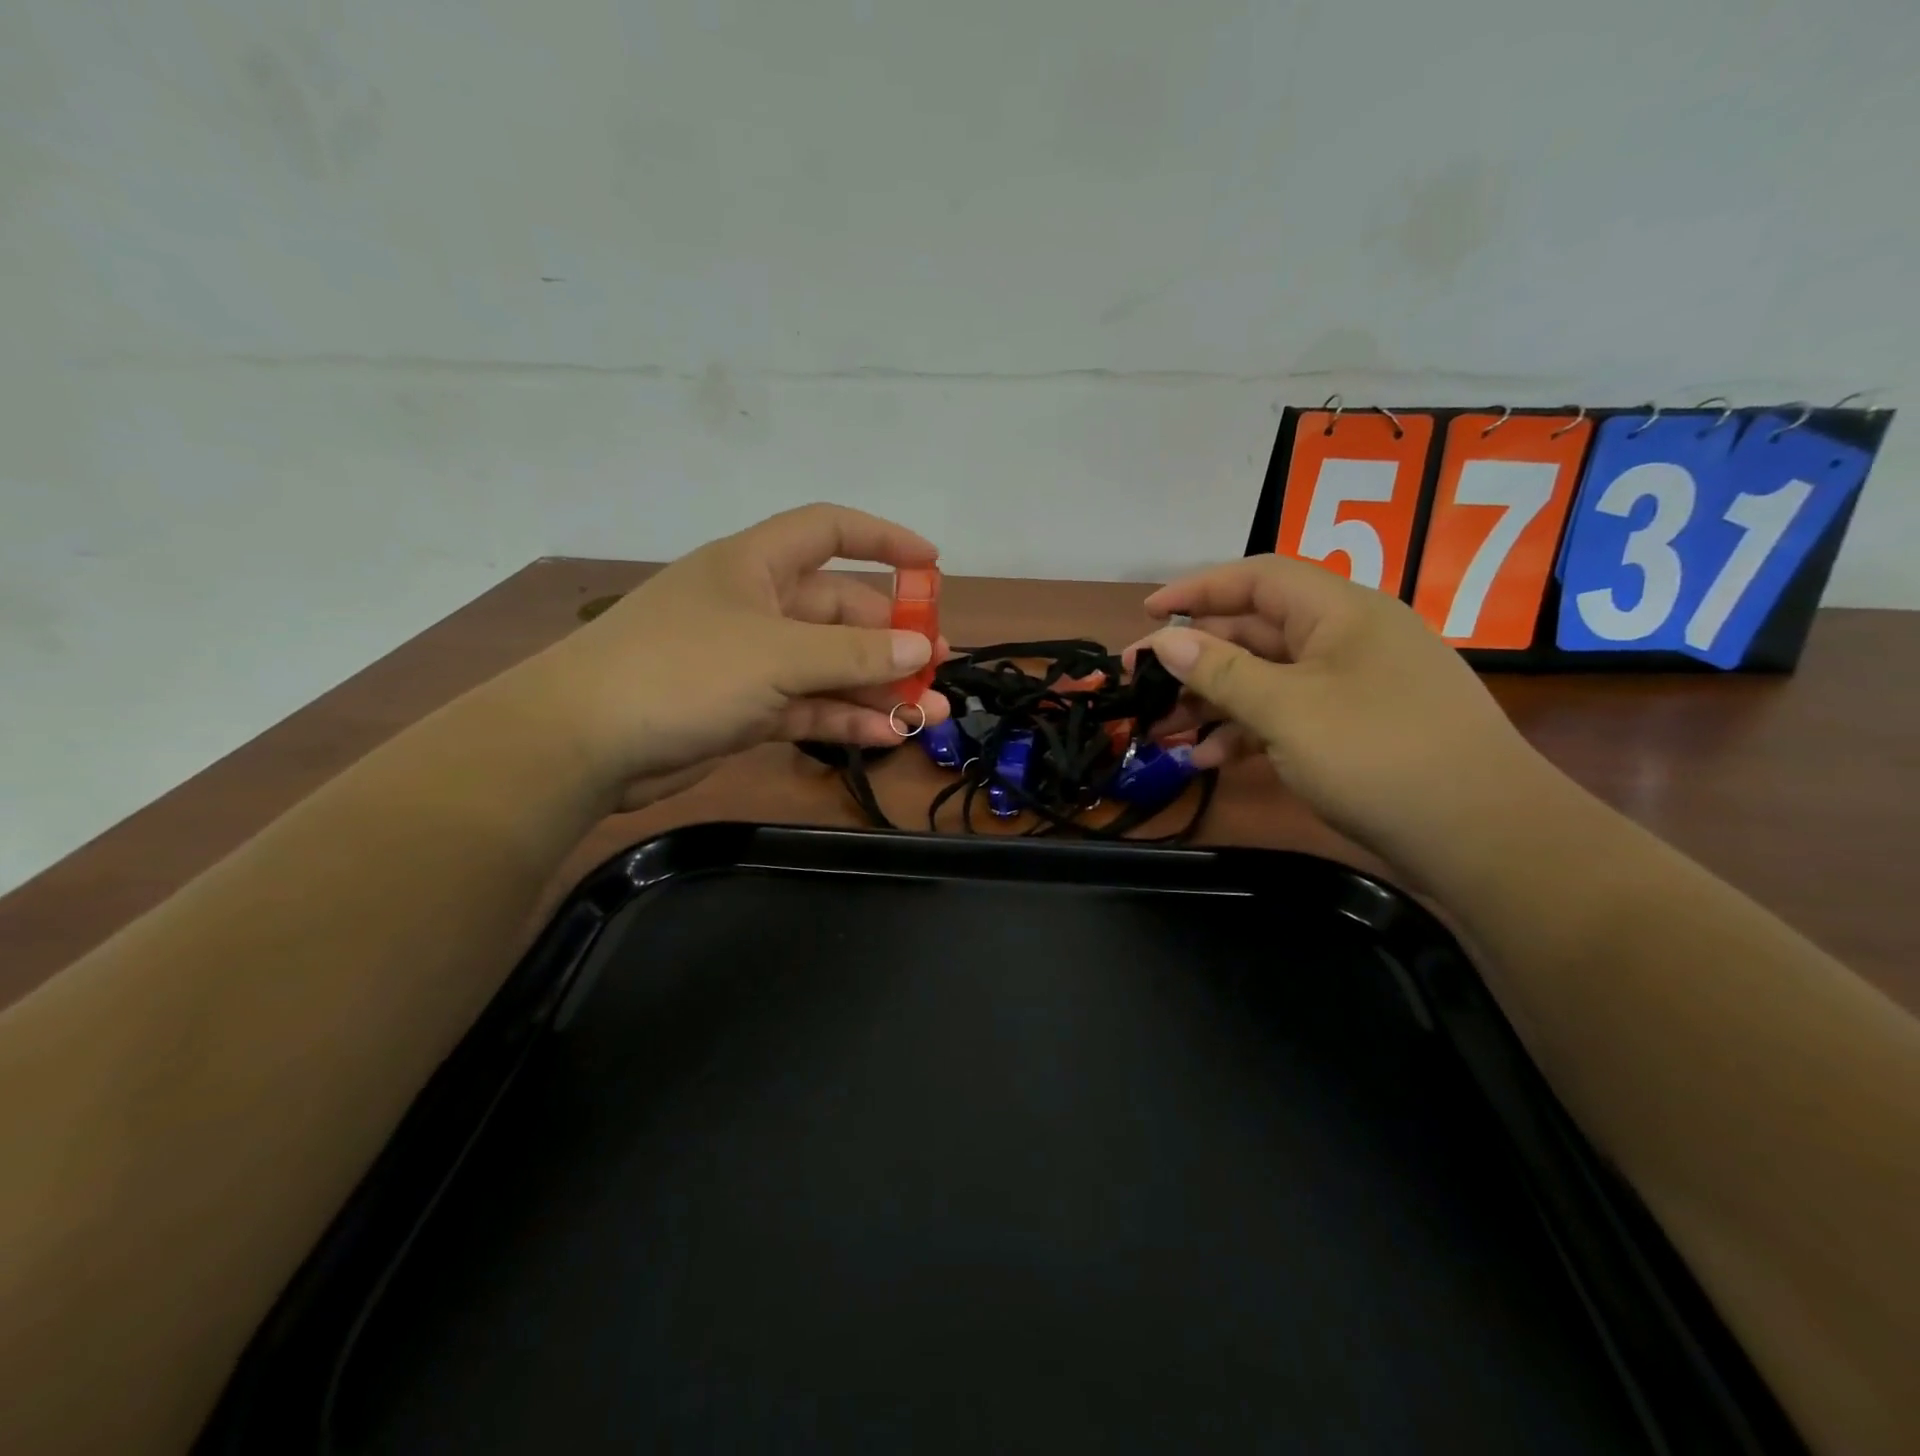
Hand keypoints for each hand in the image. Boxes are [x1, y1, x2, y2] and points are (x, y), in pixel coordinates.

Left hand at [521, 504, 950, 810]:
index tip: (932, 565)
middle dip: (891, 639)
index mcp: (756, 565)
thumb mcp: (778, 655)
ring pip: (828, 667)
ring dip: (877, 688)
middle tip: (938, 666)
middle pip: (838, 612)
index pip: (829, 531)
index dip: (883, 540)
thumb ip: (854, 654)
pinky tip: (887, 735)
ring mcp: (749, 661)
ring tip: (930, 713)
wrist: (584, 743)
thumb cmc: (683, 670)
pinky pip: (807, 707)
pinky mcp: (743, 709)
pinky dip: (844, 718)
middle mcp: (756, 606)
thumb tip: (922, 647)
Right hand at [1136, 555, 1541, 863]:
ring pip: (1267, 679)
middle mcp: (1347, 639)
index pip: (1257, 578)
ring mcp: (1353, 687)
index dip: (1198, 589)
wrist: (1485, 838)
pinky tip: (1209, 759)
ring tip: (1162, 730)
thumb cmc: (1379, 755)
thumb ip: (1221, 672)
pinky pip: (1288, 716)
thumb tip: (1165, 642)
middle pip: (1256, 631)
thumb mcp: (1287, 710)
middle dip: (1195, 657)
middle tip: (1142, 685)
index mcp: (1340, 612)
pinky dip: (1246, 732)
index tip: (1147, 614)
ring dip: (1213, 701)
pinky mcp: (1356, 731)